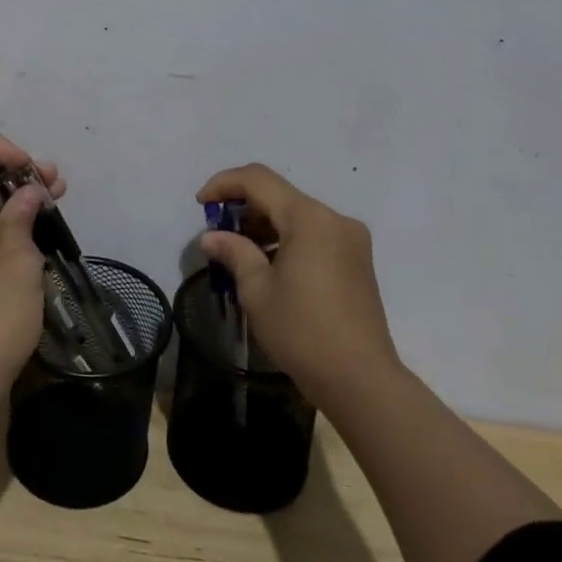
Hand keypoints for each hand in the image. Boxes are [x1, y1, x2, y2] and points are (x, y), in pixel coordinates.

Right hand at [196, 164, 401, 407]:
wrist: (361, 381)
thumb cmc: (303, 332)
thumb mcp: (257, 291)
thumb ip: (234, 253)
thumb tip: (212, 237)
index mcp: (309, 218)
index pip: (258, 180)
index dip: (224, 184)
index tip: (200, 203)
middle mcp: (334, 218)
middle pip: (280, 196)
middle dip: (244, 208)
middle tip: (218, 234)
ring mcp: (351, 239)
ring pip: (298, 216)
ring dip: (265, 226)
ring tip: (239, 254)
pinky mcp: (357, 261)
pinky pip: (314, 235)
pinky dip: (287, 240)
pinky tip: (269, 266)